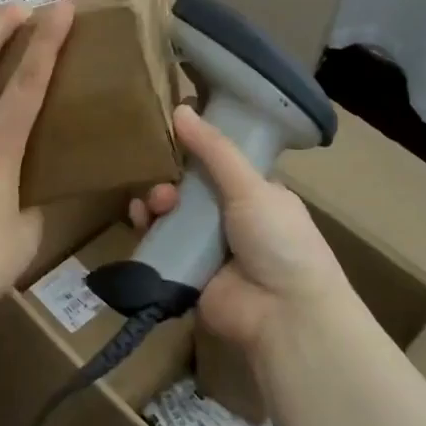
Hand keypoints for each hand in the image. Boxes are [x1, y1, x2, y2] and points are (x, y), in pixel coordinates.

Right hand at [129, 104, 355, 359]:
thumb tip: (181, 108)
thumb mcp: (251, 187)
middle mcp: (234, 220)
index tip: (171, 133)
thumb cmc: (279, 242)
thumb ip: (214, 150)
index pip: (222, 164)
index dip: (197, 149)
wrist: (285, 316)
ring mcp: (210, 249)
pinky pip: (161, 246)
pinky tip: (140, 220)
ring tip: (155, 206)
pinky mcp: (188, 274)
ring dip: (158, 204)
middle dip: (172, 181)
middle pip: (191, 189)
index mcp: (258, 196)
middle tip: (165, 186)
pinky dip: (148, 231)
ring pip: (173, 216)